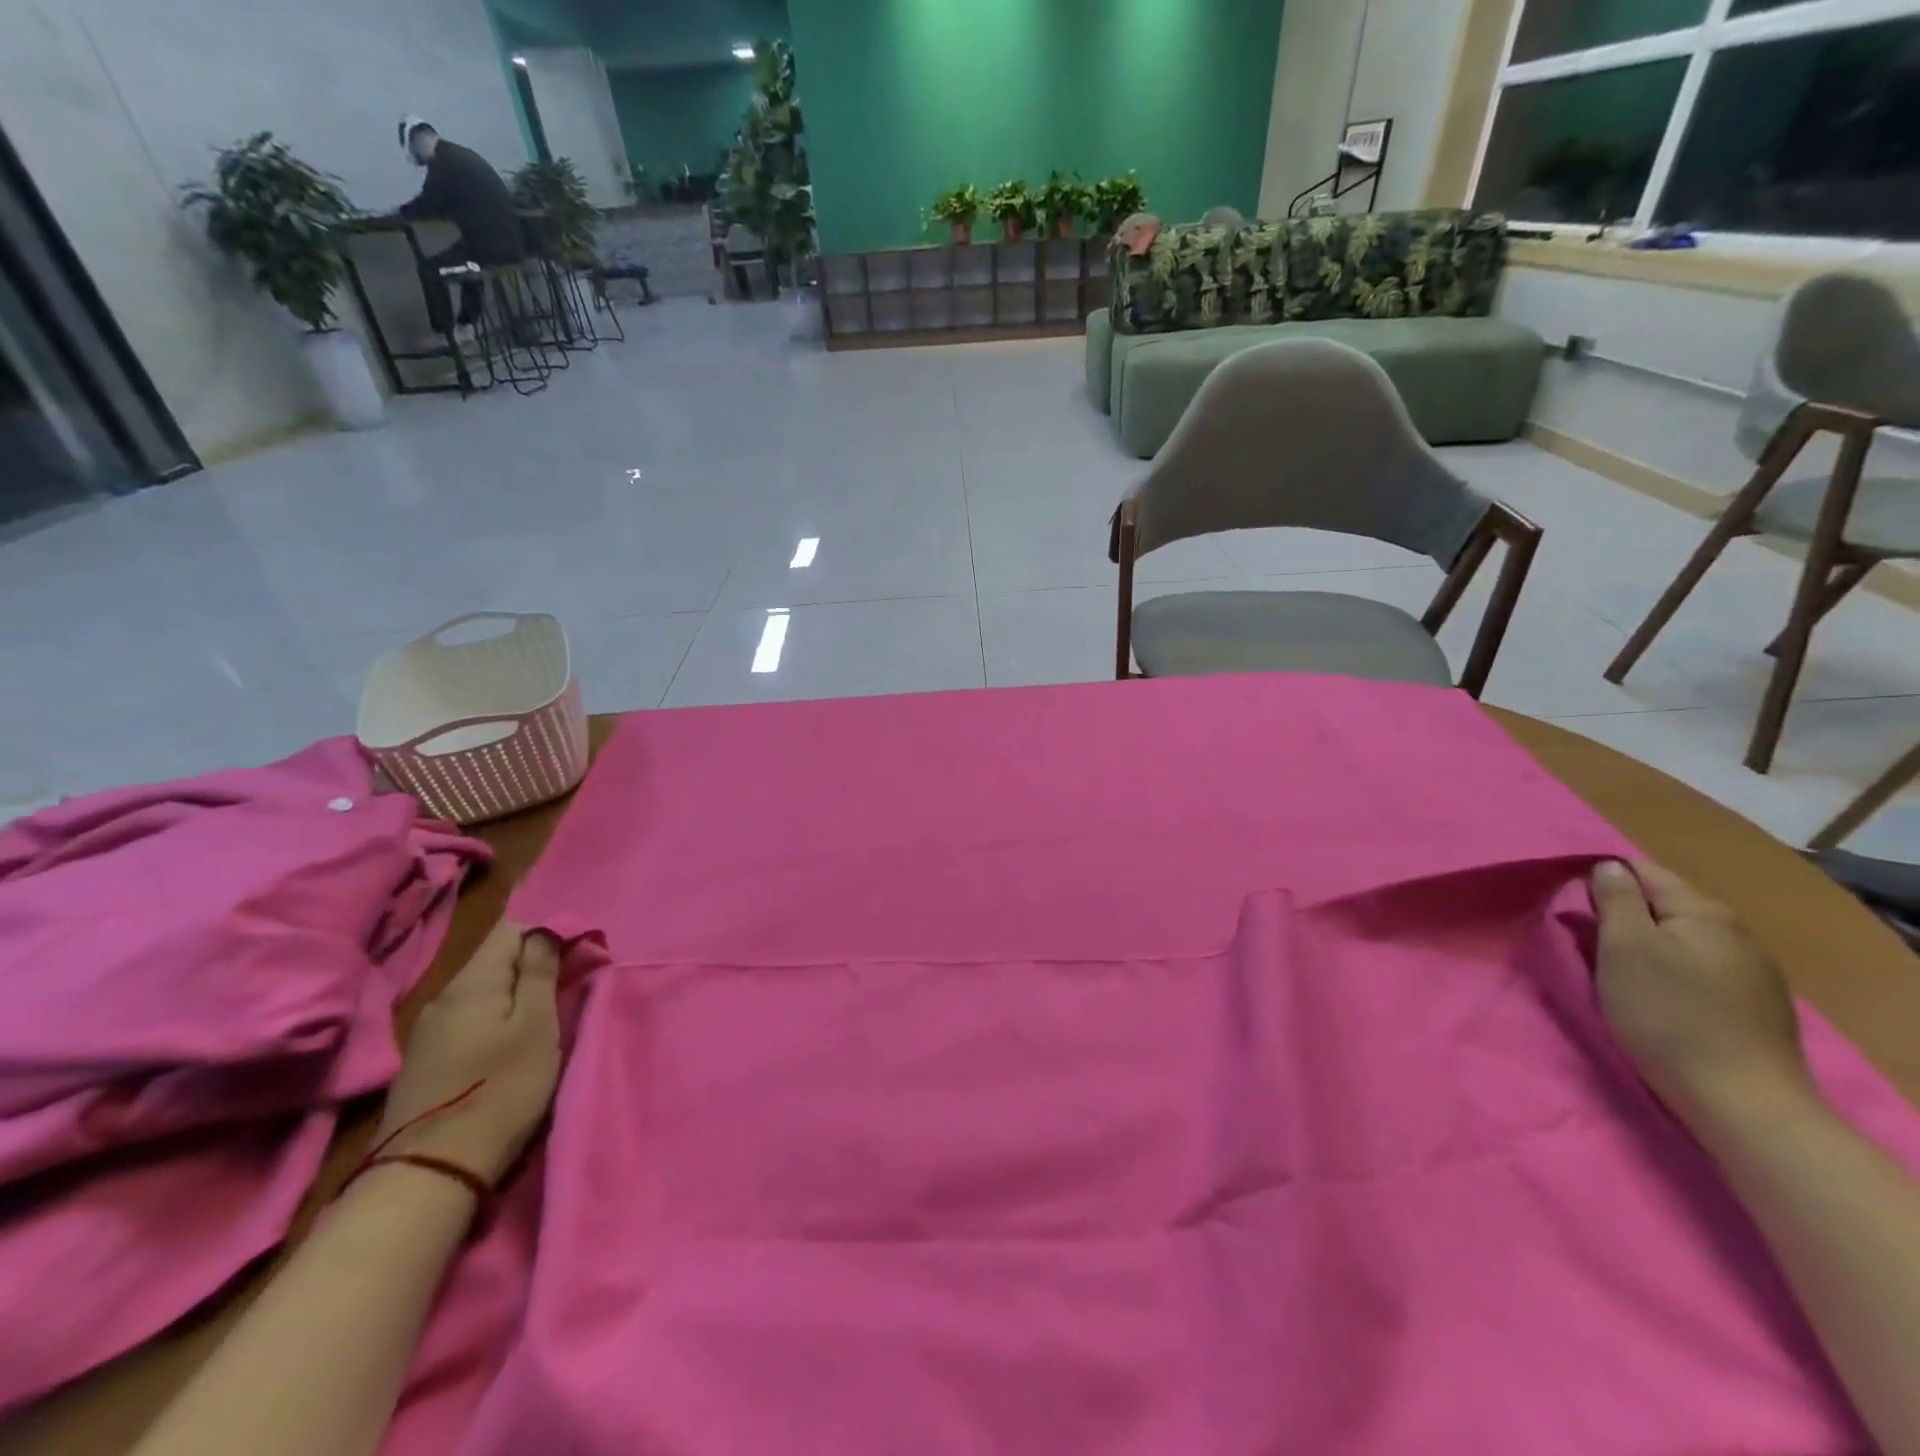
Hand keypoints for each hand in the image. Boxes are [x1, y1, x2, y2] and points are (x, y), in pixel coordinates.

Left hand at [372, 921, 562, 1184]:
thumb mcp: (537, 1026)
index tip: (580, 949)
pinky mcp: (427, 1060)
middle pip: (495, 958)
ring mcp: (429, 1030)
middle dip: (535, 960)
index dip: (549, 929)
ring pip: (483, 989)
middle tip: (572, 981)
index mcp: (472, 982)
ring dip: (517, 990)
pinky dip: (498, 1014)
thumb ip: (541, 971)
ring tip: (548, 1010)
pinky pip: (471, 1016)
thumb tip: (546, 929)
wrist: (432, 1171)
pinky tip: (512, 1038)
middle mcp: (444, 996)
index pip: (511, 928)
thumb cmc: (501, 1089)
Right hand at [1591, 860, 1817, 1139]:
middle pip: (1662, 903)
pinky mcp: (1753, 1003)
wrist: (1740, 1100)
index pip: (1642, 870)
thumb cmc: (1667, 1014)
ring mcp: (1751, 969)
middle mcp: (1735, 931)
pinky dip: (1668, 968)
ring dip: (1644, 943)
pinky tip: (1654, 992)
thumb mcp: (1625, 948)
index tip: (1570, 903)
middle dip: (1622, 913)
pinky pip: (1698, 966)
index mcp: (1703, 911)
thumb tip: (1609, 867)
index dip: (1601, 878)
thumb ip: (1615, 899)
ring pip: (1679, 936)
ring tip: (1614, 967)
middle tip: (1585, 939)